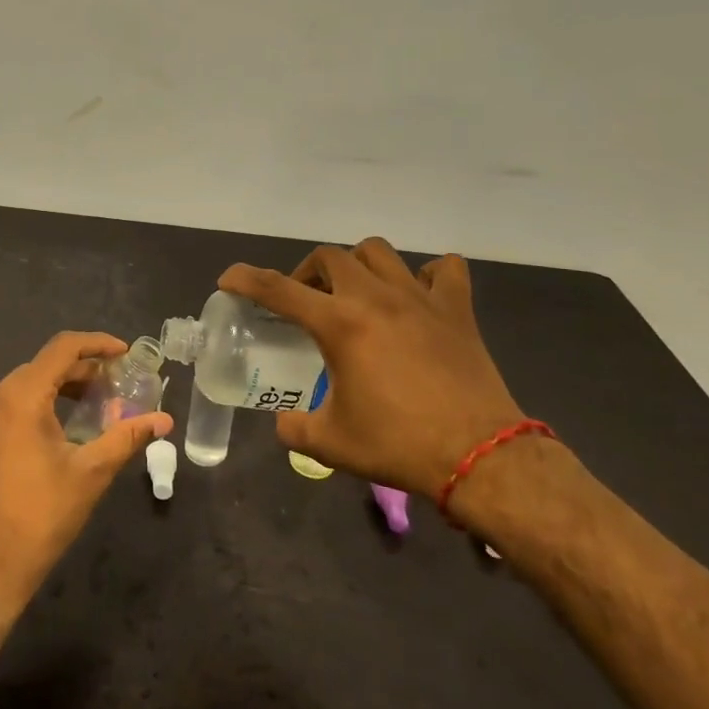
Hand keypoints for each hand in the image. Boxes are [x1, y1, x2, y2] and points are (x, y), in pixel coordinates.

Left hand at [0, 332, 172, 618]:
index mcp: (19, 397)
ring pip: (26, 386)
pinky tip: (61, 429)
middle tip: (117, 387)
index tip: (126, 354)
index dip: (97, 344)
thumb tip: (164, 420)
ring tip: (94, 407)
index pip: (62, 348)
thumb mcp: (90, 474)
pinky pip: (9, 406)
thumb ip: (127, 437)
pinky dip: (38, 406)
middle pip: (44, 366)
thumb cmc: (40, 518)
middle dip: (83, 370)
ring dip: (61, 388)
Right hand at [219, 242, 523, 503]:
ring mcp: (420, 298)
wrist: (480, 456)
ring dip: (356, 265)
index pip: (277, 289)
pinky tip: (417, 297)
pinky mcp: (457, 310)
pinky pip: (443, 270)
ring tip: (355, 293)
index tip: (228, 278)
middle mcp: (374, 298)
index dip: (246, 279)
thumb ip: (295, 427)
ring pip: (378, 252)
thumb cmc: (398, 445)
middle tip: (306, 302)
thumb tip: (284, 423)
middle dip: (306, 273)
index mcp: (339, 324)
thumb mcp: (331, 443)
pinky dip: (426, 275)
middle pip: (328, 256)